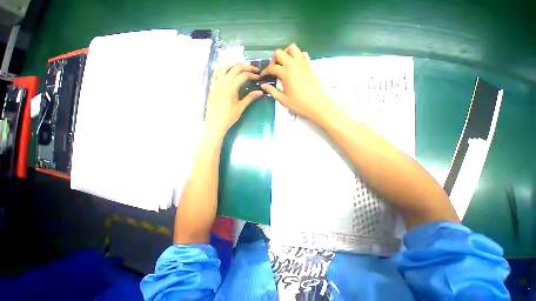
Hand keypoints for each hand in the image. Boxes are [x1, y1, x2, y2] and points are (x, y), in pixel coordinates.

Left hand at [205, 63, 263, 133]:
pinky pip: (216, 74)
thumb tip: (260, 92)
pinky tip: (227, 70)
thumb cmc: (229, 117)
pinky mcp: (212, 87)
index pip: (243, 76)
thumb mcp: (241, 107)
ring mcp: (216, 84)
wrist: (215, 123)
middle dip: (245, 67)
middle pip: (234, 69)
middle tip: (254, 69)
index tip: (259, 77)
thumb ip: (250, 97)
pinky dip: (222, 69)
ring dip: (234, 65)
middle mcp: (222, 83)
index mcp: (230, 88)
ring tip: (242, 66)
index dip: (252, 75)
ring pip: (224, 68)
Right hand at [260, 44, 331, 120]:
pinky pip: (303, 54)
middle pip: (279, 53)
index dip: (265, 71)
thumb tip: (263, 85)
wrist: (316, 104)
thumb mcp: (282, 99)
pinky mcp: (309, 66)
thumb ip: (272, 91)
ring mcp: (302, 63)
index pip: (271, 68)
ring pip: (292, 48)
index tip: (263, 76)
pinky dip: (297, 56)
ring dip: (285, 53)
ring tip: (284, 64)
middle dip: (273, 60)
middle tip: (273, 69)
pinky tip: (295, 66)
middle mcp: (293, 64)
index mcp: (285, 73)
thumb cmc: (298, 103)